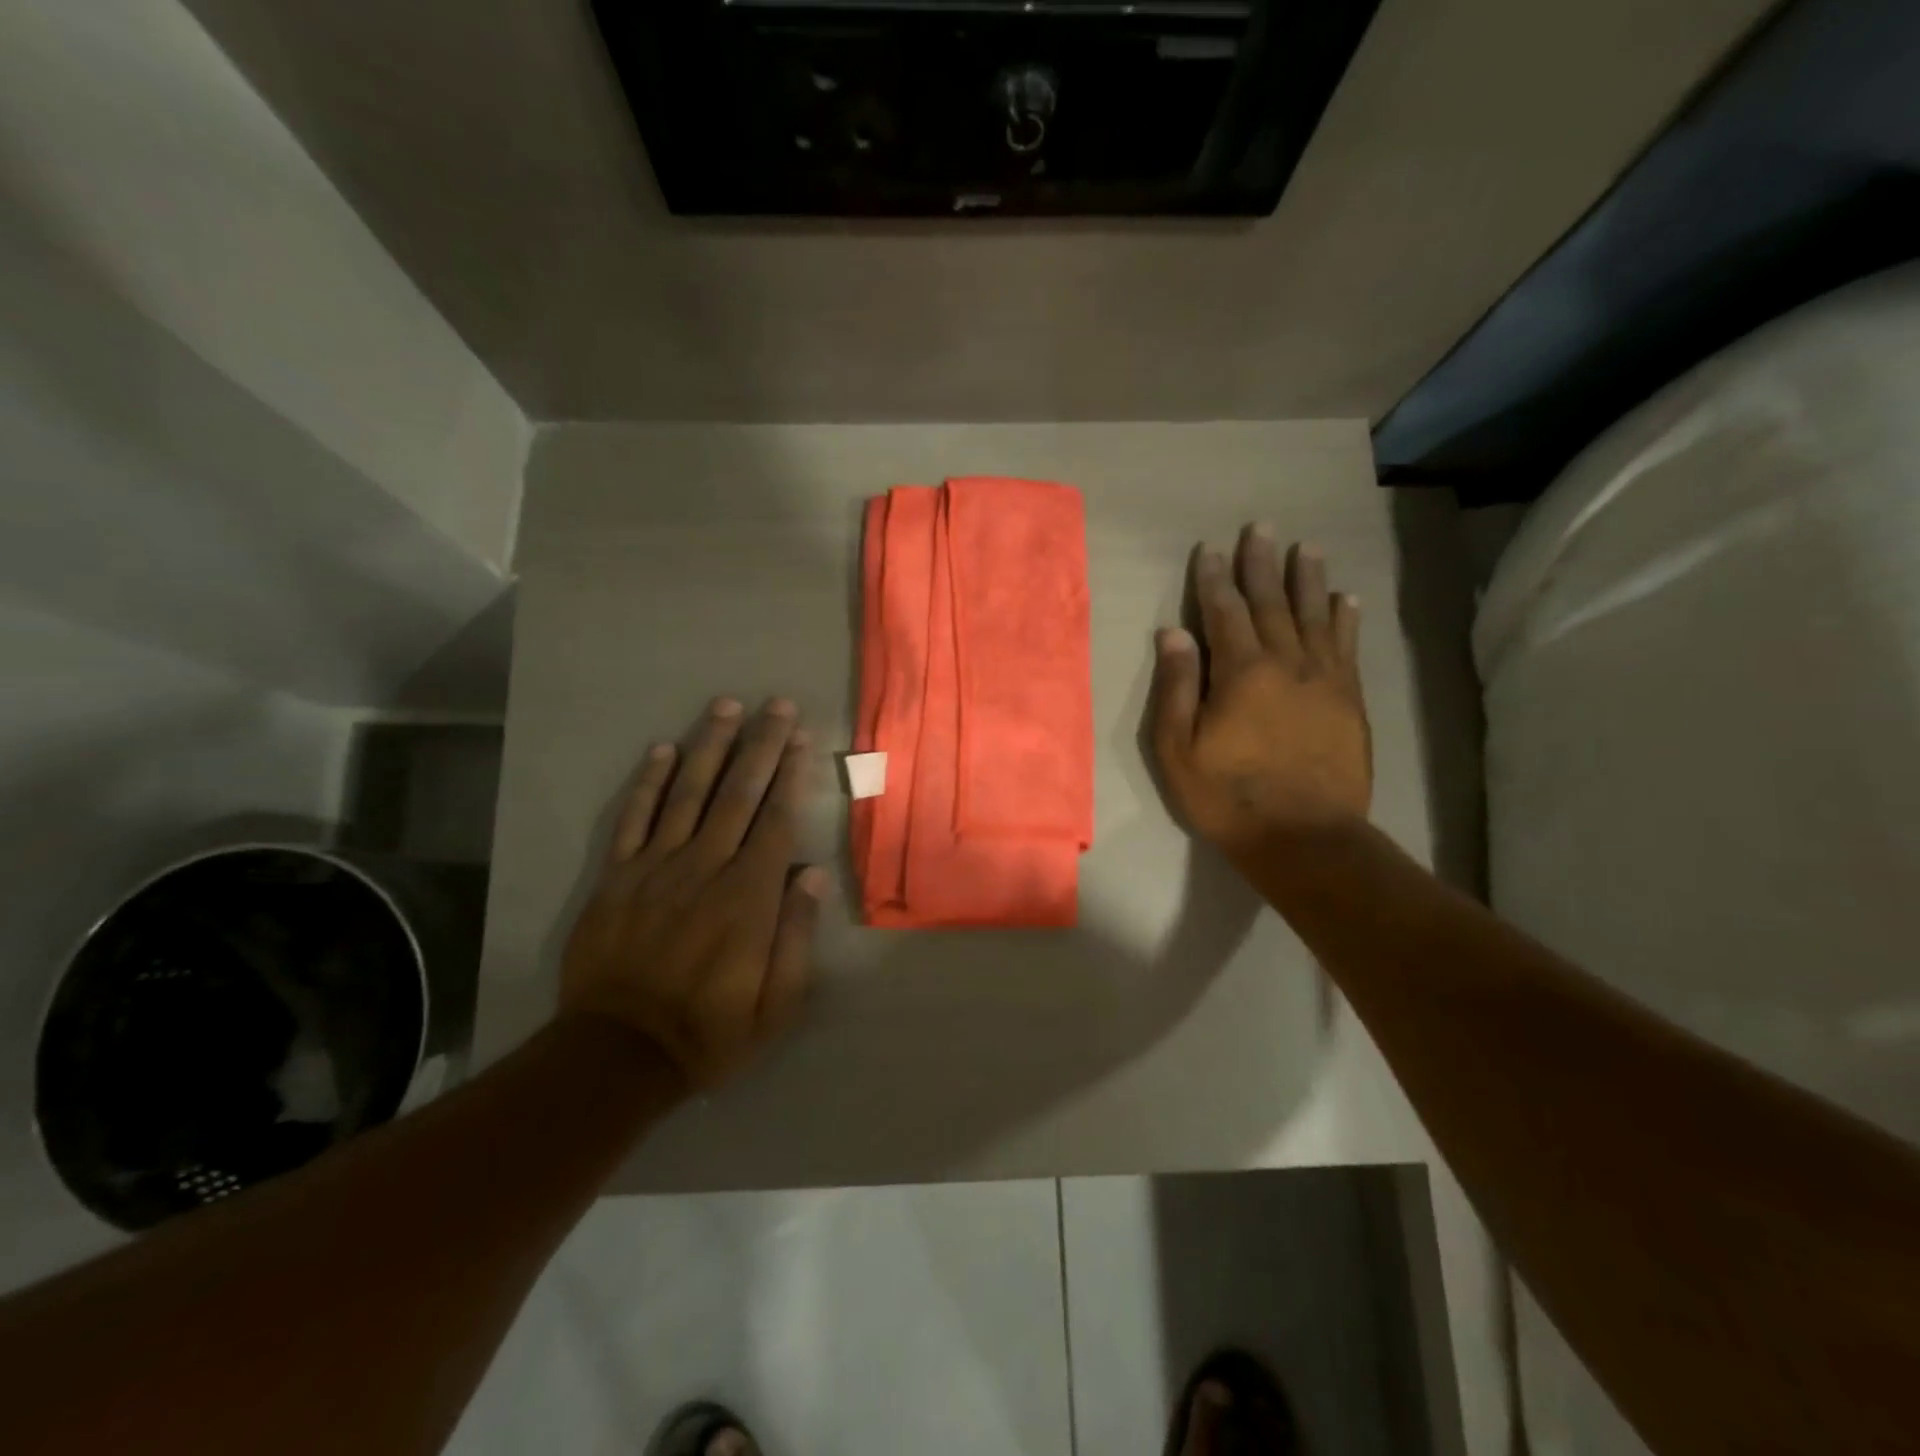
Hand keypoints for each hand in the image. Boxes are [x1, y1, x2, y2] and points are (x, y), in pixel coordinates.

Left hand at [560, 697, 824, 1091]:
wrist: (618, 1055)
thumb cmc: (711, 1031)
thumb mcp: (777, 1005)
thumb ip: (796, 936)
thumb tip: (812, 874)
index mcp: (748, 897)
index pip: (776, 820)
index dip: (790, 775)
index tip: (801, 738)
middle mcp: (704, 868)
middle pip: (737, 794)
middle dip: (760, 745)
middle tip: (776, 705)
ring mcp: (655, 868)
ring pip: (688, 793)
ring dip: (709, 746)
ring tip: (726, 706)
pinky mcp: (616, 877)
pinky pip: (633, 819)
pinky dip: (648, 782)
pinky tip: (662, 750)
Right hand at [1150, 526, 1371, 861]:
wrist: (1305, 837)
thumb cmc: (1228, 797)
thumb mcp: (1179, 750)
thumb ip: (1178, 687)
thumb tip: (1172, 634)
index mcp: (1241, 672)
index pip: (1224, 612)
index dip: (1214, 579)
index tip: (1210, 550)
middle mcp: (1287, 663)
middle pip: (1273, 603)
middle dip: (1263, 564)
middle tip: (1262, 527)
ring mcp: (1325, 680)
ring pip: (1315, 616)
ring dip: (1309, 579)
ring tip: (1307, 548)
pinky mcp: (1350, 700)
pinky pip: (1348, 647)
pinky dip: (1345, 619)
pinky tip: (1345, 599)